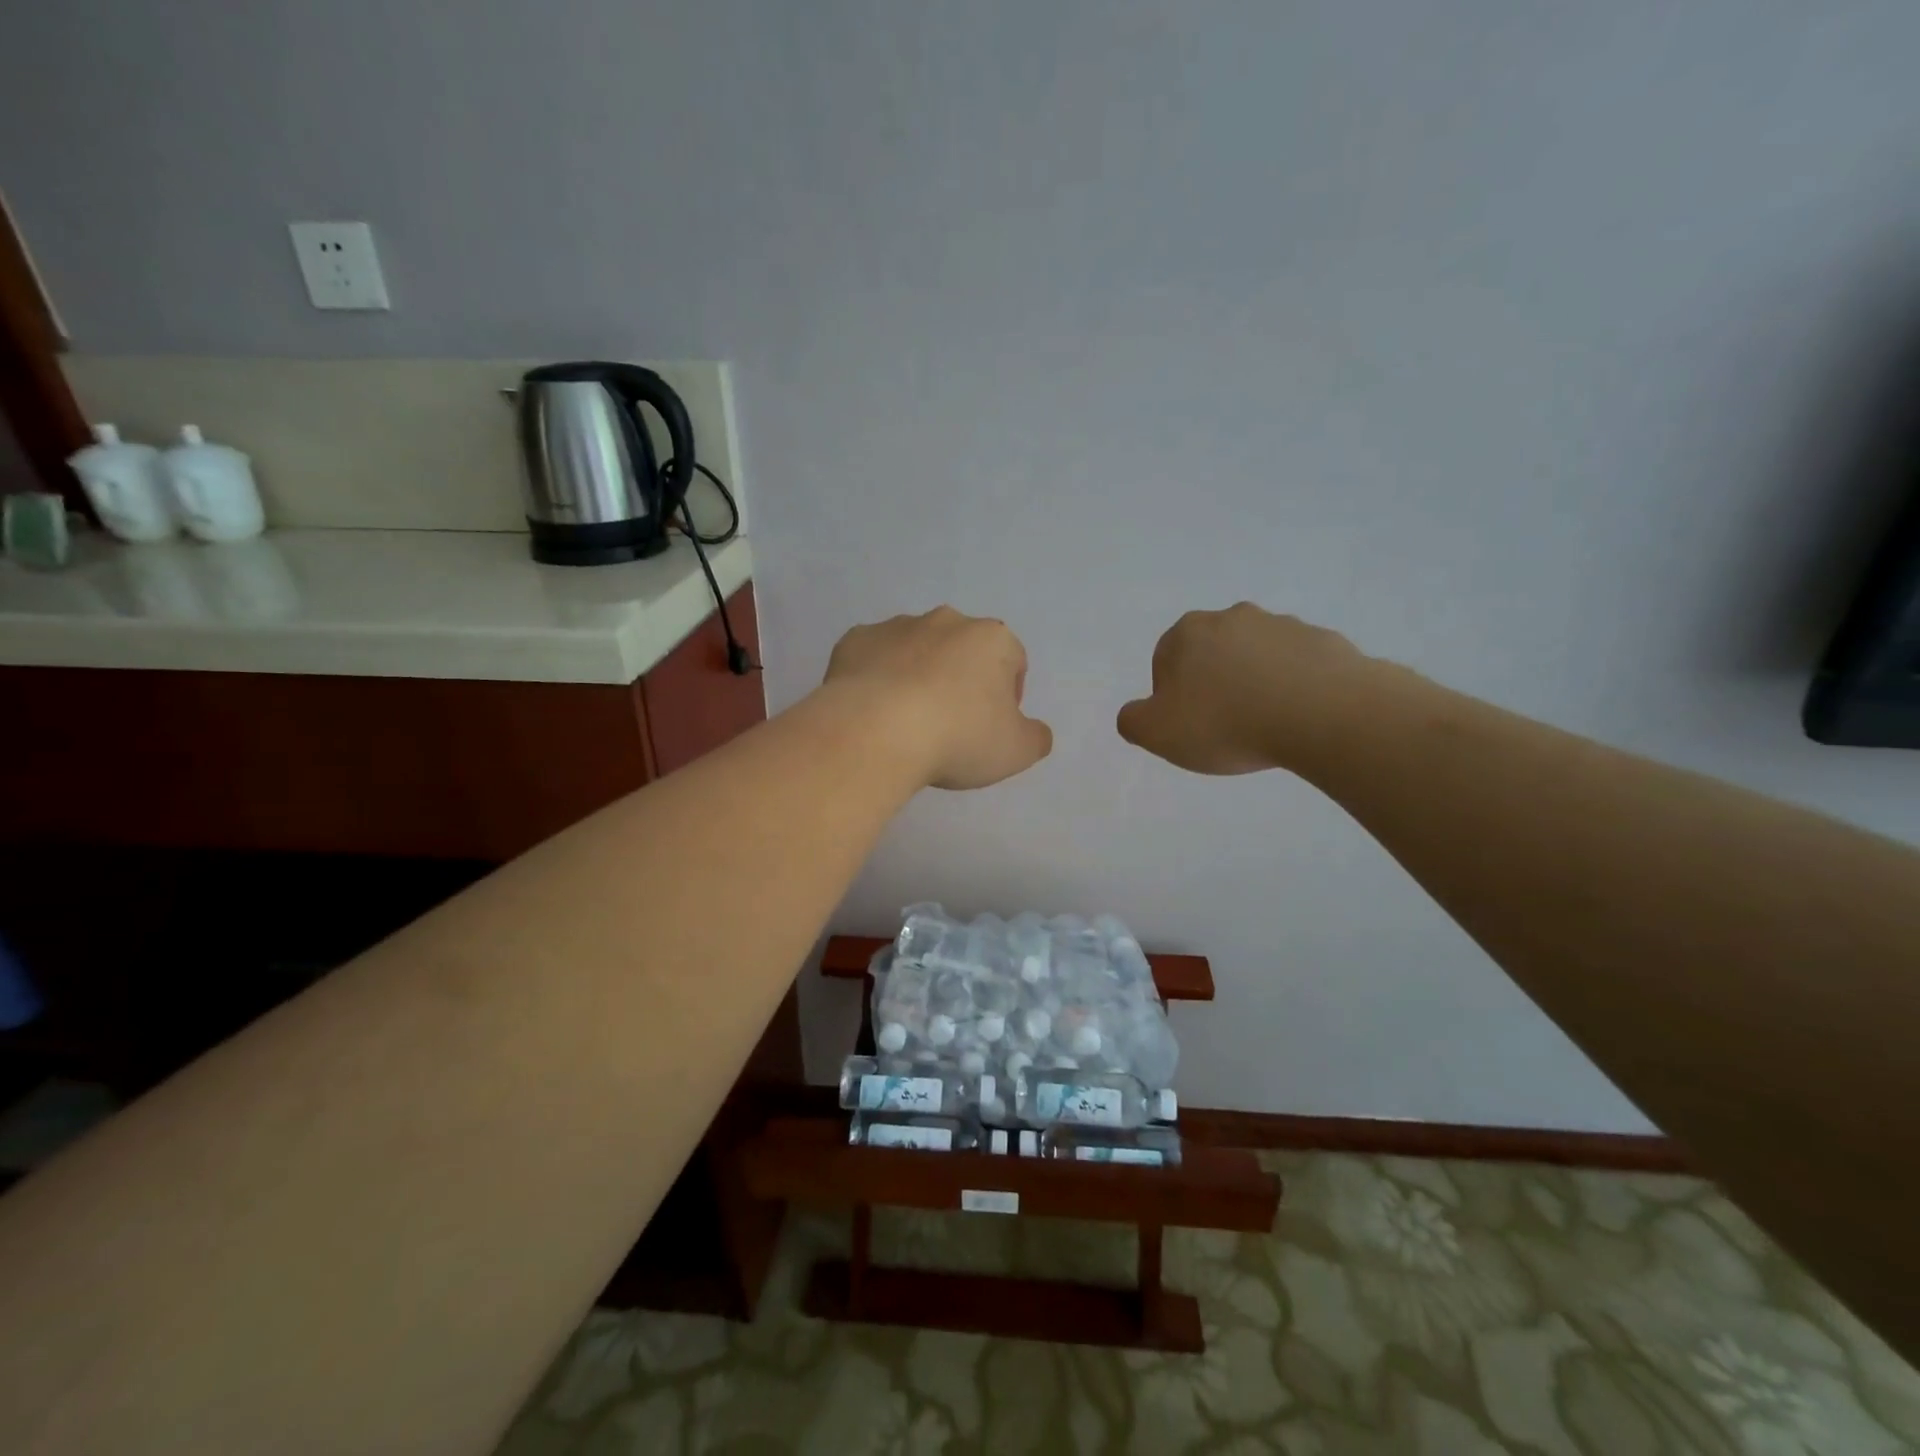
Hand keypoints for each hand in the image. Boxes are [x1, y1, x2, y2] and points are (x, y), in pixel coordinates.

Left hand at [824, 607, 1052, 789]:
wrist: (876, 732)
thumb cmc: (959, 737)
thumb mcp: (1017, 751)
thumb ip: (1035, 737)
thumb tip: (1035, 732)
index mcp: (992, 639)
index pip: (1013, 660)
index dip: (1007, 695)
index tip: (992, 728)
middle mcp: (946, 621)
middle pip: (962, 650)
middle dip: (960, 679)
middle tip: (951, 725)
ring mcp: (896, 627)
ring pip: (916, 650)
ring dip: (917, 675)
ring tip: (907, 721)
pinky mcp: (854, 641)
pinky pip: (873, 658)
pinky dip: (876, 678)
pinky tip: (873, 712)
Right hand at [1117, 604, 1370, 774]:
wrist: (1321, 714)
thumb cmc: (1226, 722)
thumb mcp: (1157, 733)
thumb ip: (1133, 721)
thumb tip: (1135, 714)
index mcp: (1188, 633)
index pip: (1165, 661)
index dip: (1171, 697)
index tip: (1188, 725)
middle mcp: (1233, 618)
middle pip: (1211, 654)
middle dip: (1214, 684)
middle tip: (1224, 726)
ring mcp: (1282, 625)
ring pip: (1255, 658)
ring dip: (1254, 683)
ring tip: (1265, 725)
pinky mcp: (1324, 641)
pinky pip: (1297, 666)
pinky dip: (1293, 687)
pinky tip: (1297, 718)